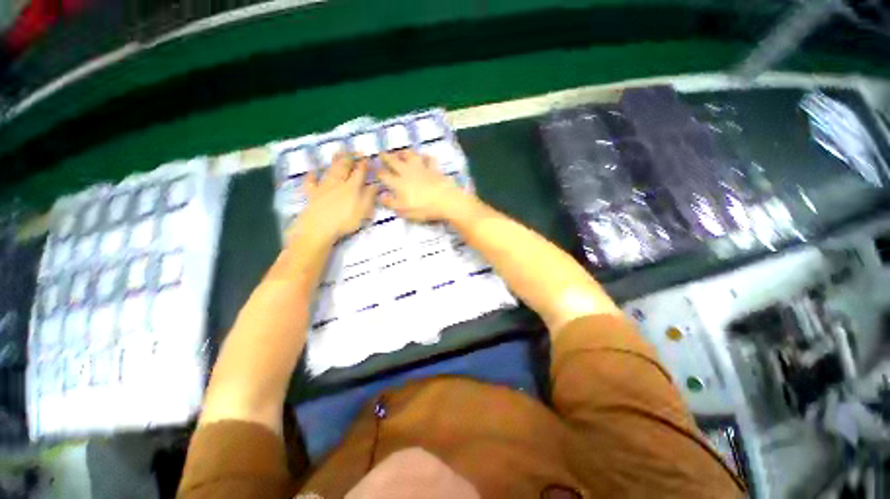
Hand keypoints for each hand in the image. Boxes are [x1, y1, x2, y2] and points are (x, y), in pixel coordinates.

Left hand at [289, 152, 376, 243]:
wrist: (318, 227)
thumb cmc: (345, 220)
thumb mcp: (363, 210)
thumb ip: (369, 196)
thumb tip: (375, 185)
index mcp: (352, 187)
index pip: (360, 172)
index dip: (364, 164)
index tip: (368, 158)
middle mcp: (338, 183)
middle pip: (344, 167)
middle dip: (350, 158)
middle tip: (354, 151)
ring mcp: (324, 187)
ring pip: (330, 170)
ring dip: (335, 161)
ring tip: (339, 153)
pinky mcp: (312, 194)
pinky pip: (311, 182)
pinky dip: (312, 175)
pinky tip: (313, 172)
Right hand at [378, 150, 469, 221]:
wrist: (445, 201)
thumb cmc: (423, 208)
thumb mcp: (404, 210)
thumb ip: (391, 203)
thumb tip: (381, 195)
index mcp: (398, 183)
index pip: (384, 175)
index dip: (378, 172)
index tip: (374, 169)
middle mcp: (408, 172)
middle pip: (394, 162)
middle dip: (386, 157)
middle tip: (381, 153)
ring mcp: (422, 169)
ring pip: (411, 156)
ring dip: (404, 153)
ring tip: (401, 152)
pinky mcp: (434, 169)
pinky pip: (429, 159)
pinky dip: (426, 157)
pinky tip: (426, 156)